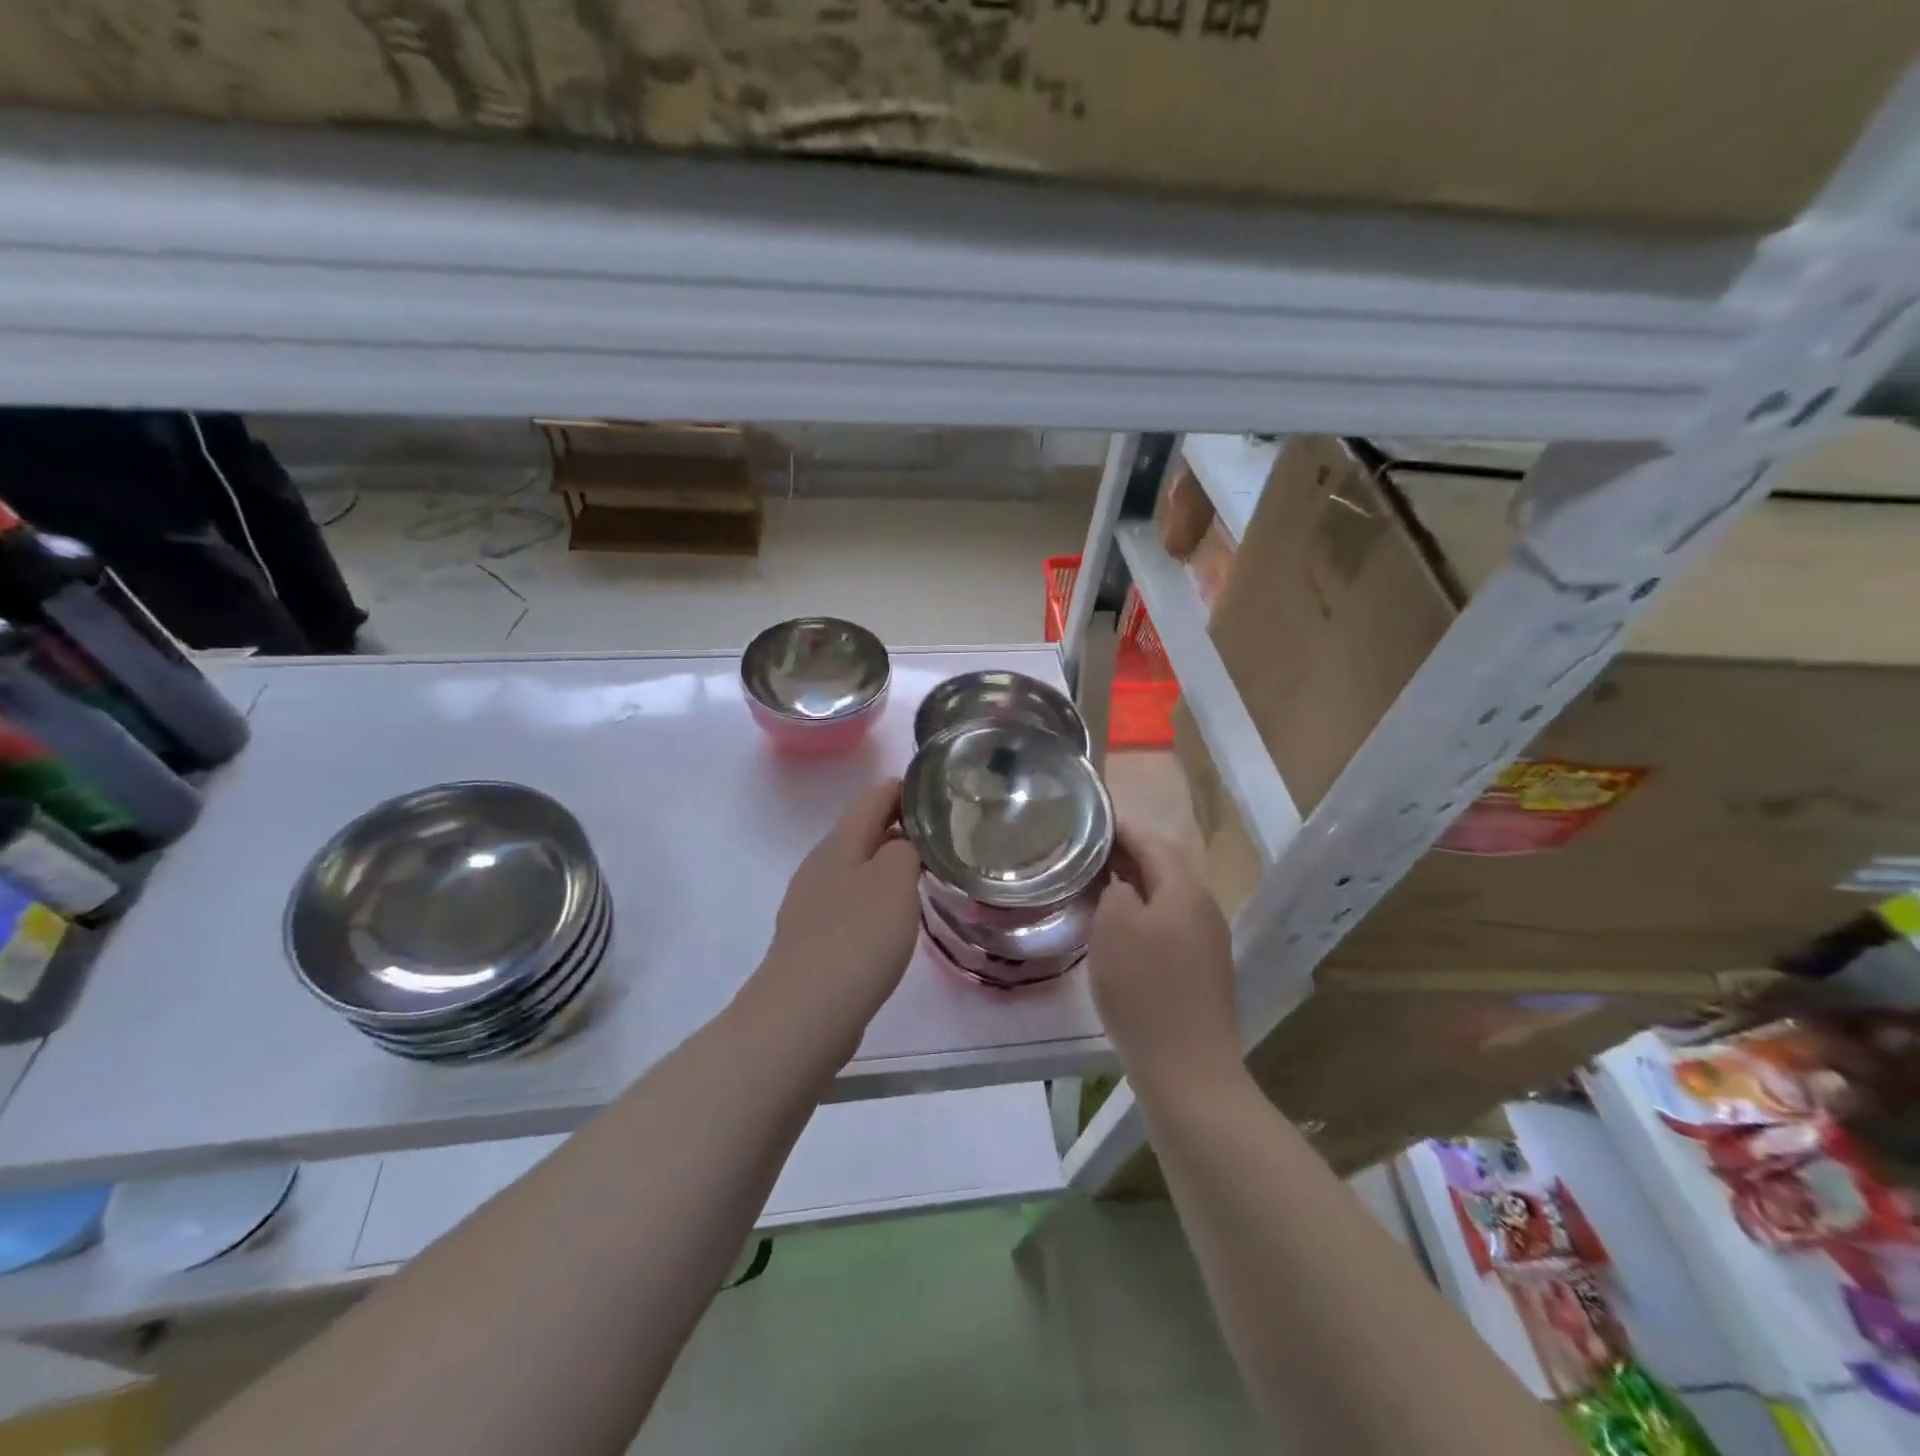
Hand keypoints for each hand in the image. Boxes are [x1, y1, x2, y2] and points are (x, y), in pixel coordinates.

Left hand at [752, 780, 922, 1049]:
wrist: (806, 1012)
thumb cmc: (858, 937)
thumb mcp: (894, 881)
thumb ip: (905, 849)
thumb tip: (904, 841)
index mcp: (840, 842)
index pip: (875, 796)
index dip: (906, 788)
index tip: (940, 791)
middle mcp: (821, 864)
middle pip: (863, 830)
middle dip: (900, 826)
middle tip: (943, 834)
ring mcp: (812, 902)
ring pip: (857, 867)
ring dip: (888, 864)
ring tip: (925, 872)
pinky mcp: (813, 937)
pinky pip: (850, 902)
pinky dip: (876, 898)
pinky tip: (894, 918)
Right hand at [1089, 823, 1239, 1091]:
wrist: (1187, 1067)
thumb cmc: (1143, 989)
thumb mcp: (1114, 927)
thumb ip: (1114, 889)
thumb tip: (1119, 880)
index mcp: (1185, 889)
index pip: (1151, 841)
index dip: (1120, 828)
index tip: (1090, 820)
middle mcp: (1205, 907)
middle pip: (1163, 867)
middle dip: (1126, 855)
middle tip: (1086, 853)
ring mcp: (1209, 940)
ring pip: (1167, 897)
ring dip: (1135, 886)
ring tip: (1098, 885)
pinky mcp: (1205, 969)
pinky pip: (1171, 924)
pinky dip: (1145, 914)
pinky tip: (1121, 929)